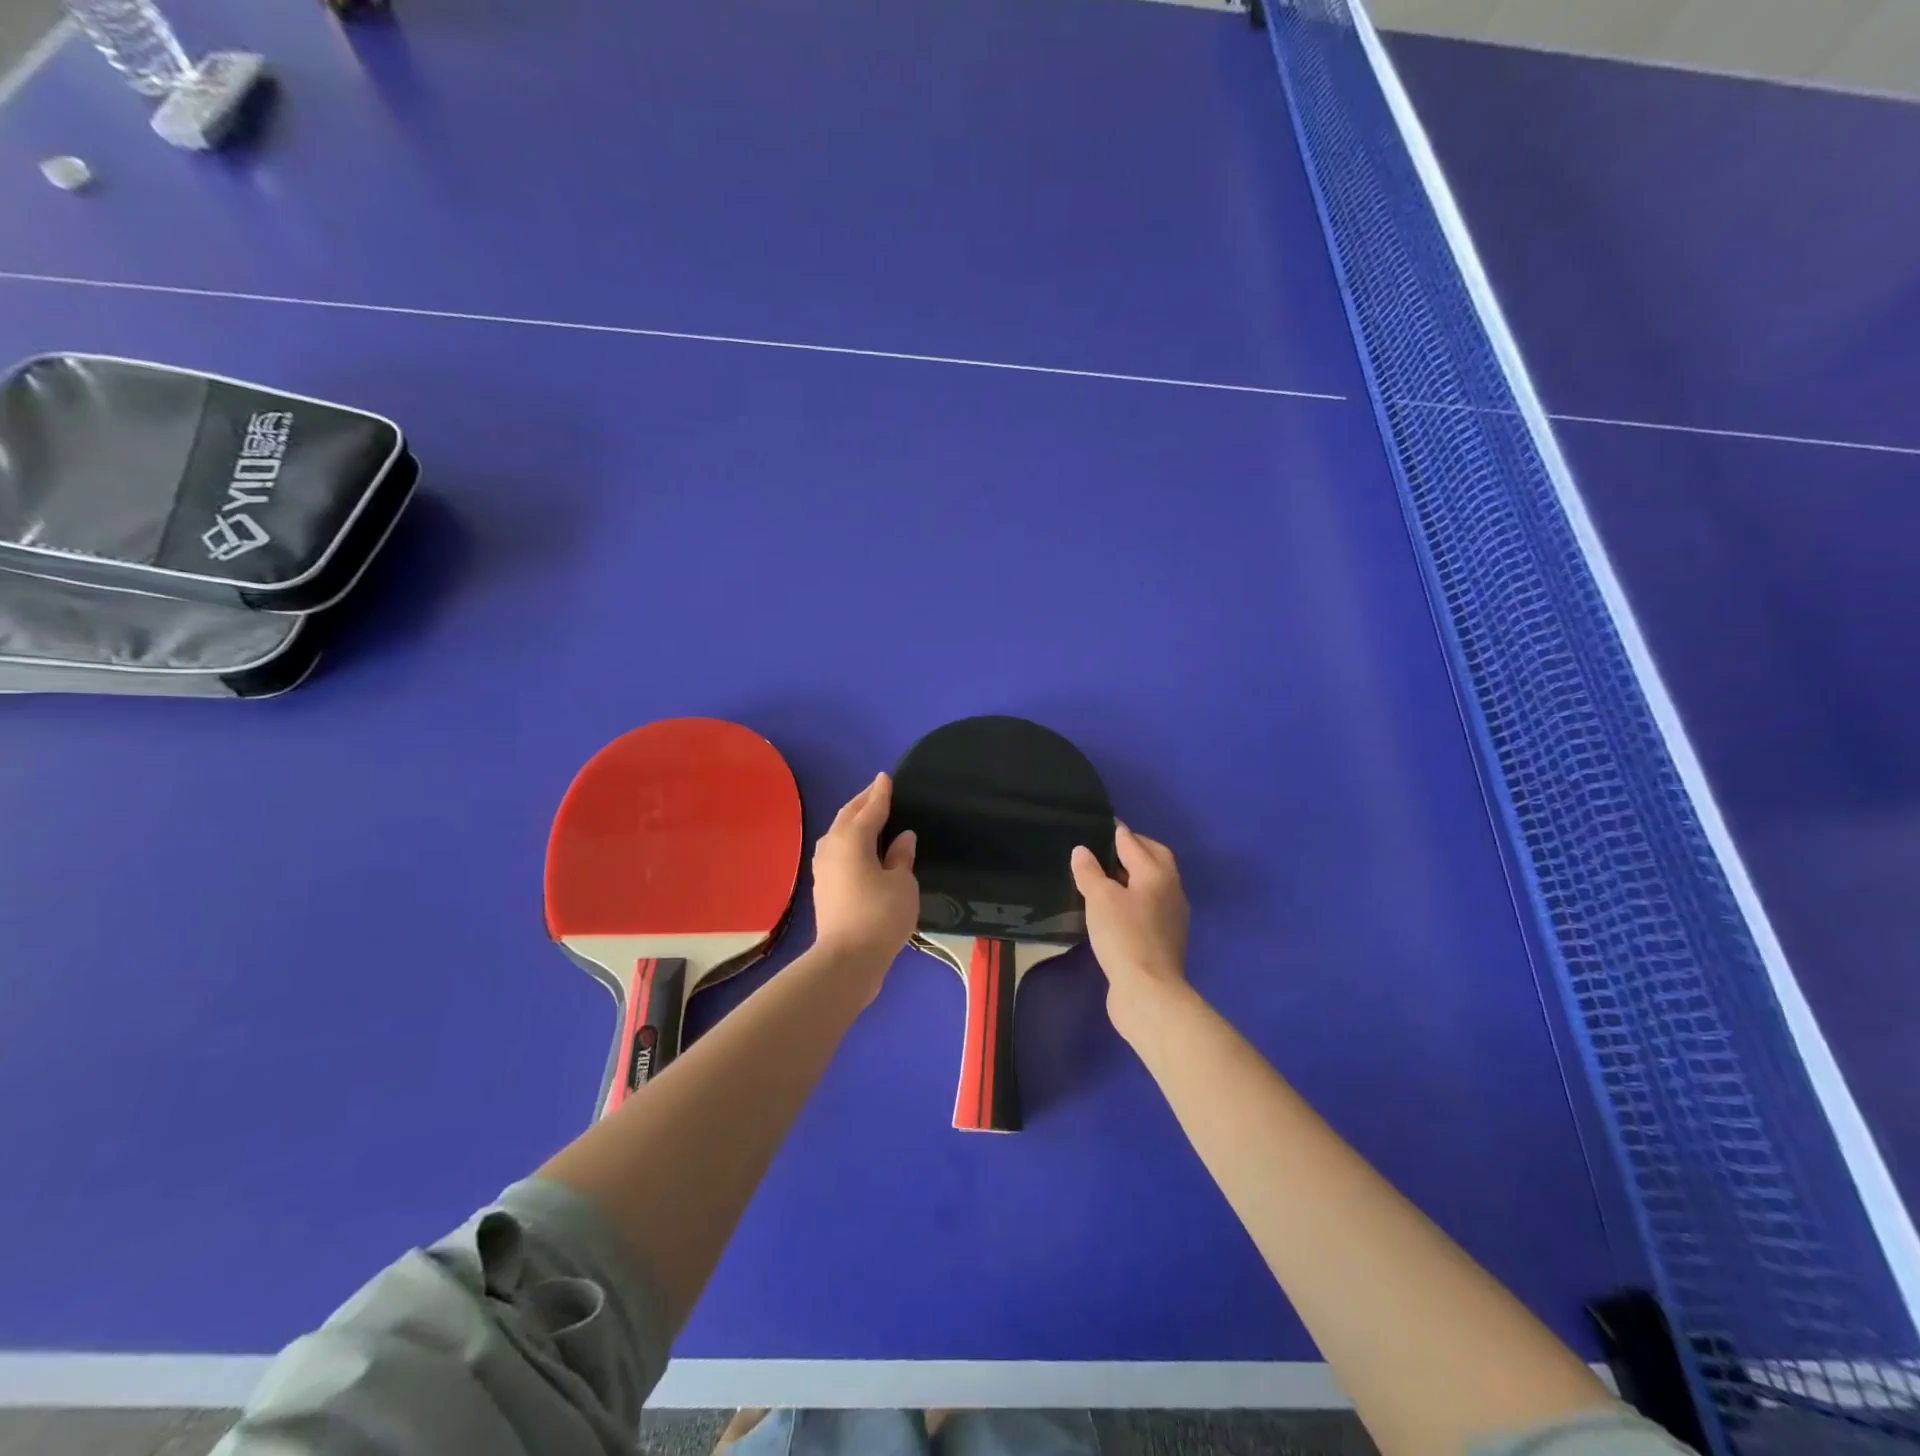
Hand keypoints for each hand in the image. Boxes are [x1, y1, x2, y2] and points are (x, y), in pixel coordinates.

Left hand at [811, 773, 918, 978]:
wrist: (846, 960)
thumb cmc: (880, 916)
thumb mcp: (902, 884)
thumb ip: (901, 857)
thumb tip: (902, 838)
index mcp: (853, 838)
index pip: (871, 808)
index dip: (881, 793)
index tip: (886, 778)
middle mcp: (832, 846)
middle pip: (848, 816)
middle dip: (863, 802)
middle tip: (878, 791)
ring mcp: (823, 867)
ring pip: (838, 833)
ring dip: (853, 821)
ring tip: (869, 816)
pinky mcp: (822, 886)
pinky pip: (837, 850)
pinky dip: (849, 841)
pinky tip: (860, 847)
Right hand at [1071, 824, 1189, 1035]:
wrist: (1148, 991)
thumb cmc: (1124, 936)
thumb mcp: (1100, 899)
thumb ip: (1090, 871)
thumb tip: (1082, 850)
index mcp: (1157, 873)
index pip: (1134, 843)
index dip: (1116, 833)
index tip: (1101, 826)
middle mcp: (1170, 889)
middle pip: (1153, 859)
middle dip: (1133, 850)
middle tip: (1106, 848)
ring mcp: (1171, 916)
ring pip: (1152, 884)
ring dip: (1133, 876)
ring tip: (1104, 876)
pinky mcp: (1164, 938)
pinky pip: (1148, 906)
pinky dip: (1133, 898)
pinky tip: (1113, 908)